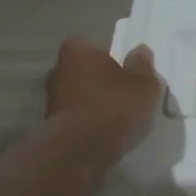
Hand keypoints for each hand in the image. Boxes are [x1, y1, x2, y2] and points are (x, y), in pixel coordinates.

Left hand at [46, 37, 162, 158]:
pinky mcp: (52, 126)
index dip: (114, 56)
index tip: (130, 71)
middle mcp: (58, 69)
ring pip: (81, 95)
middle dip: (103, 80)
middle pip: (87, 70)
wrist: (81, 151)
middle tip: (127, 93)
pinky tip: (107, 133)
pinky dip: (90, 122)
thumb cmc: (114, 107)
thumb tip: (140, 50)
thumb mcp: (144, 84)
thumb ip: (143, 65)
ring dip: (96, 103)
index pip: (96, 43)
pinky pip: (78, 118)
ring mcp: (52, 99)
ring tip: (120, 118)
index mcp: (78, 49)